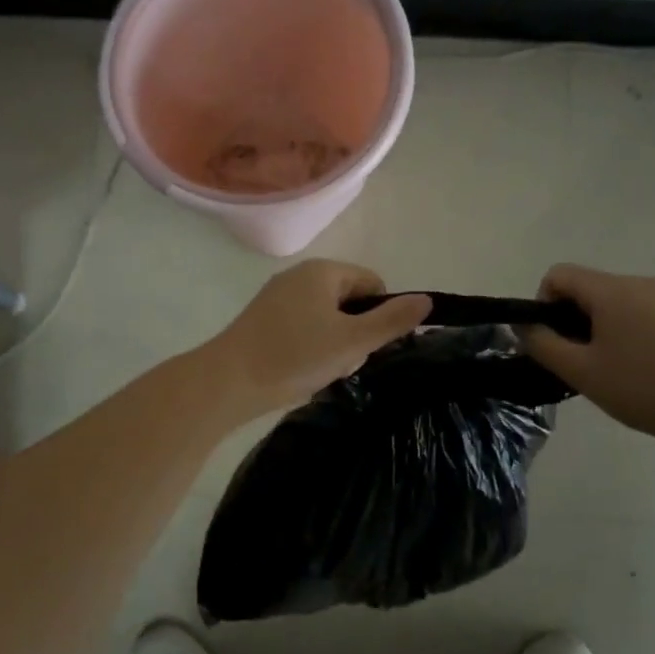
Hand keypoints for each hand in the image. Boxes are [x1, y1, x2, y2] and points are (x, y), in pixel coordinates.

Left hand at [205, 261, 431, 416]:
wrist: (228, 382)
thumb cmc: (295, 356)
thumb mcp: (353, 341)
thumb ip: (391, 320)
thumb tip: (426, 300)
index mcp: (322, 271)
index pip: (372, 283)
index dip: (380, 314)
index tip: (371, 346)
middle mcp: (298, 276)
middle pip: (349, 301)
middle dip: (356, 333)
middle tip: (345, 362)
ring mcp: (277, 298)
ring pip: (326, 319)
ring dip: (334, 345)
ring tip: (322, 371)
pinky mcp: (263, 321)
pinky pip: (303, 329)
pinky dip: (310, 349)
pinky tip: (302, 372)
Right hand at [522, 264, 654, 449]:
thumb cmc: (642, 387)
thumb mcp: (580, 370)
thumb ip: (542, 344)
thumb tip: (522, 326)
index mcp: (611, 289)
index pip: (557, 275)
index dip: (542, 304)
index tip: (550, 341)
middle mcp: (635, 283)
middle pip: (582, 287)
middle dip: (566, 319)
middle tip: (571, 361)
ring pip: (605, 302)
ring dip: (590, 328)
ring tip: (598, 369)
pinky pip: (629, 313)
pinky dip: (615, 333)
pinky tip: (625, 369)